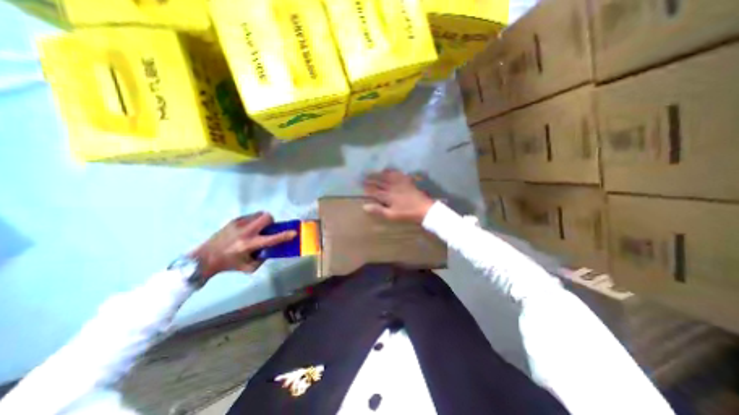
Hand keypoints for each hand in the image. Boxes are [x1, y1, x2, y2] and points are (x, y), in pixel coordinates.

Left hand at [190, 214, 295, 278]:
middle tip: (269, 229)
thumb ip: (263, 258)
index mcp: (249, 245)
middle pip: (266, 218)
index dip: (285, 236)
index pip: (272, 239)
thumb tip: (272, 249)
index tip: (294, 232)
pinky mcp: (234, 220)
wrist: (205, 258)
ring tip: (258, 228)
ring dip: (263, 220)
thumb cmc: (229, 264)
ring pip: (259, 214)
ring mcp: (239, 224)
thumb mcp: (249, 267)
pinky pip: (251, 216)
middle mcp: (245, 232)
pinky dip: (254, 220)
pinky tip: (248, 229)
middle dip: (272, 222)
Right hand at [362, 168, 433, 222]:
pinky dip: (390, 171)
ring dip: (378, 174)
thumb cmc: (407, 213)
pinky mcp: (406, 181)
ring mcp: (399, 183)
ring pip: (386, 176)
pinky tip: (387, 170)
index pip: (374, 190)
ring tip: (371, 172)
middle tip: (363, 177)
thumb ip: (378, 210)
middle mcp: (392, 187)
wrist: (424, 208)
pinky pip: (397, 173)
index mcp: (388, 196)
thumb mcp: (391, 215)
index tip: (361, 185)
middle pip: (379, 182)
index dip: (367, 188)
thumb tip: (364, 206)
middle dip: (370, 179)